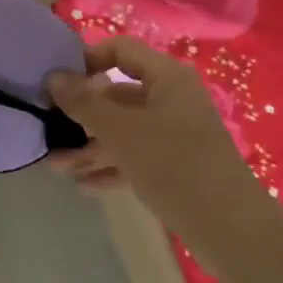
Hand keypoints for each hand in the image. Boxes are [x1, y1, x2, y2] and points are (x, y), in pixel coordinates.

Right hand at [45, 37, 276, 268]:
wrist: (233, 231)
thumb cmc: (176, 166)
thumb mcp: (123, 132)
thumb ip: (85, 103)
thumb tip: (53, 77)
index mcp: (166, 78)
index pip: (121, 51)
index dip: (87, 60)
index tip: (57, 81)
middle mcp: (171, 99)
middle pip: (118, 95)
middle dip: (82, 115)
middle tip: (48, 130)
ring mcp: (174, 134)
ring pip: (124, 131)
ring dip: (90, 147)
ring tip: (56, 167)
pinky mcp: (175, 167)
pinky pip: (135, 157)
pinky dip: (111, 167)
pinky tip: (83, 185)